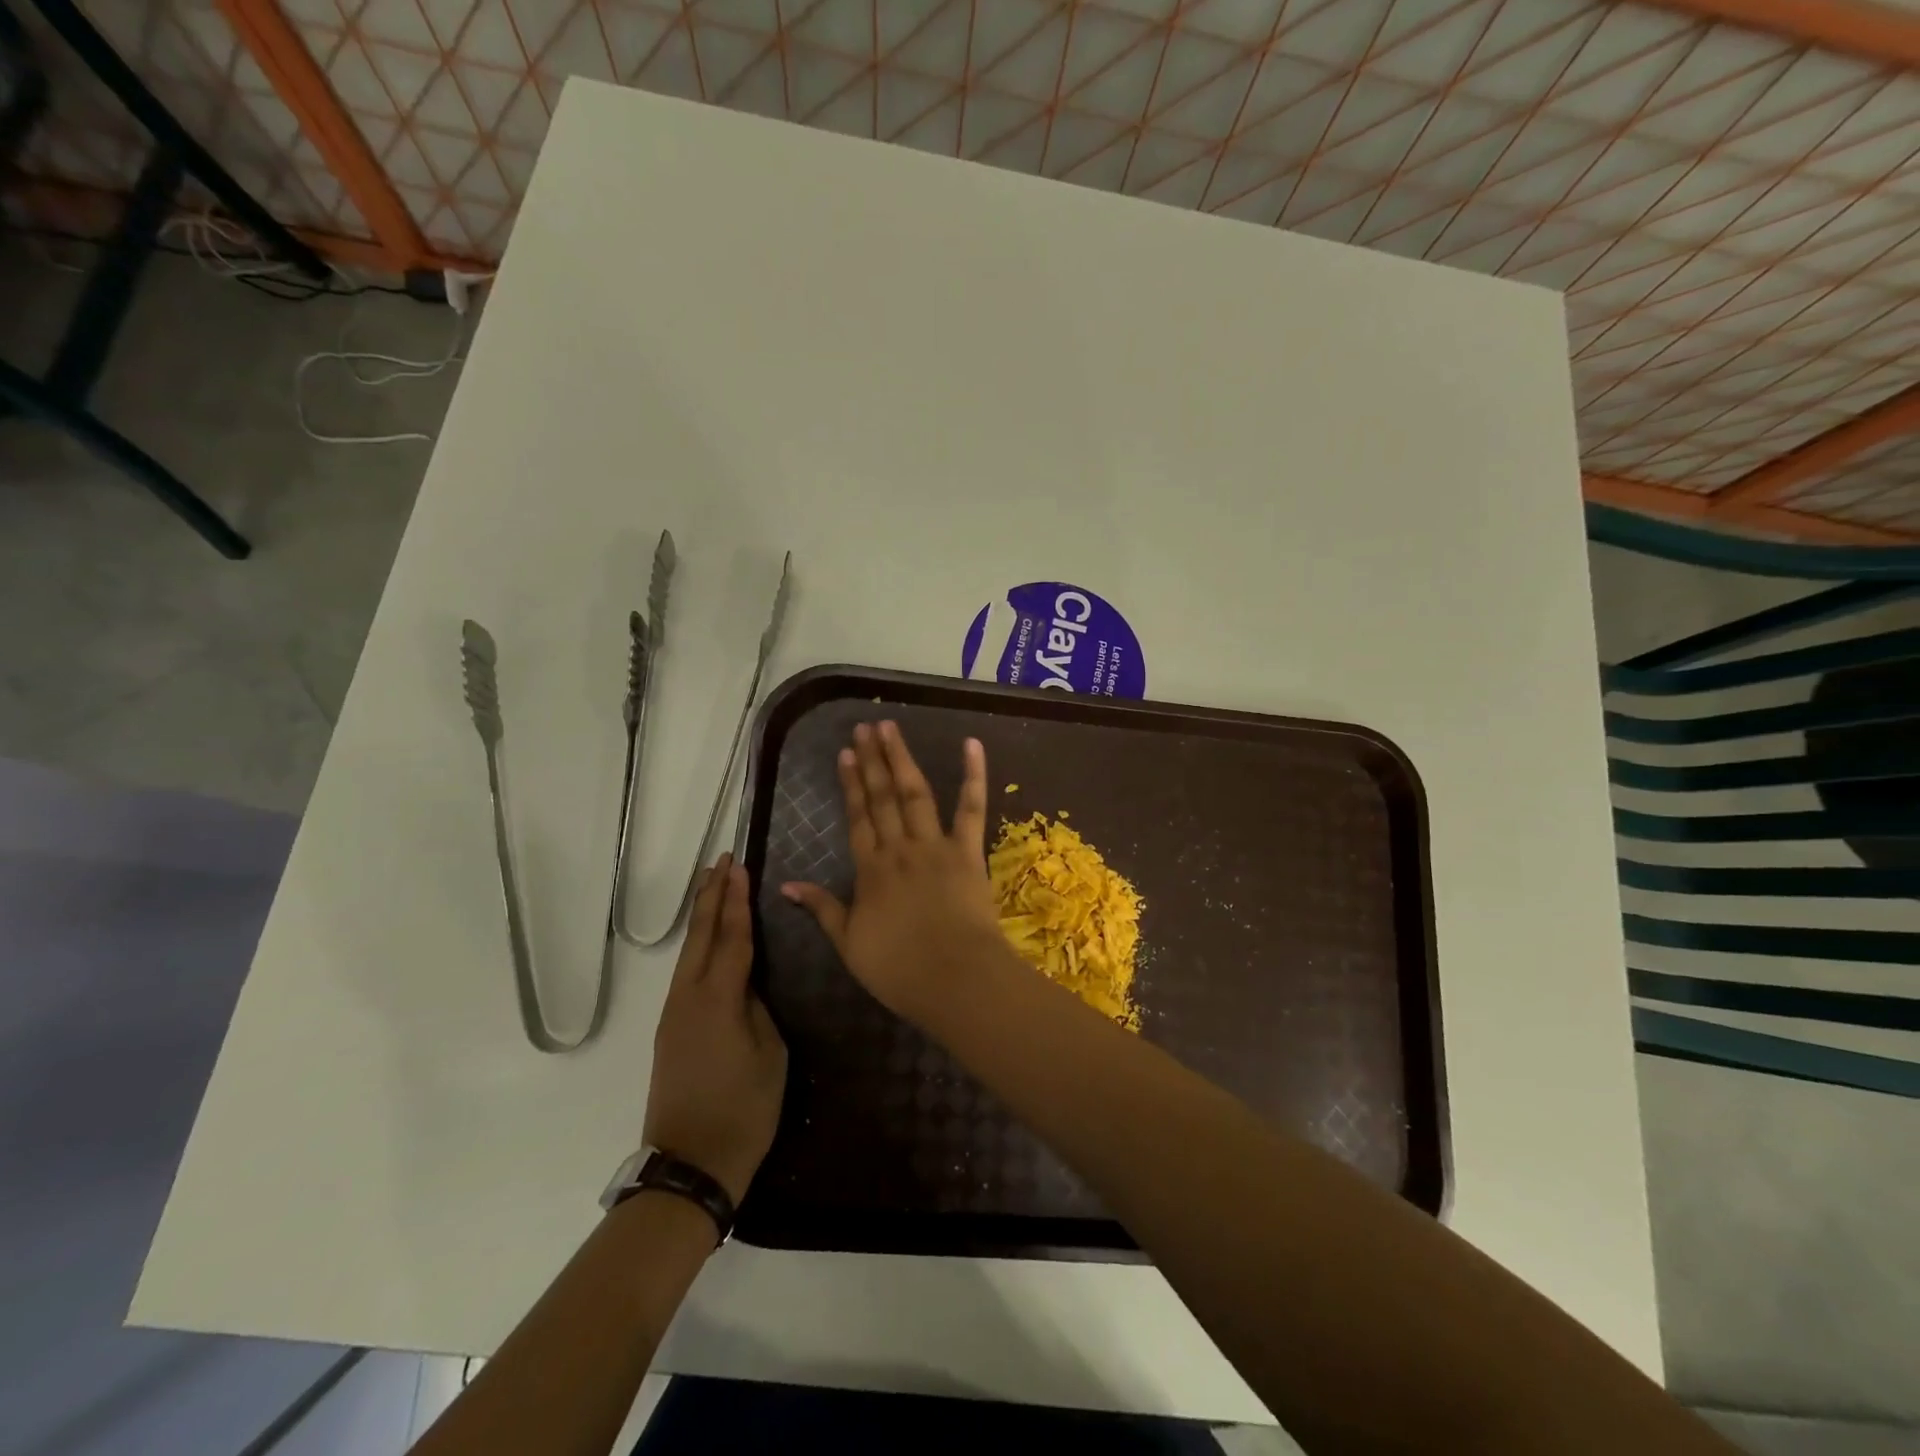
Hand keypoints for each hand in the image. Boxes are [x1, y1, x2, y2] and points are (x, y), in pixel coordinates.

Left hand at [643, 854, 787, 1204]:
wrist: (690, 1167)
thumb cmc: (743, 1111)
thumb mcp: (770, 1055)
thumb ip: (759, 1010)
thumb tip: (747, 987)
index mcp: (718, 1000)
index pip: (731, 938)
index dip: (737, 901)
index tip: (740, 867)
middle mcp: (688, 998)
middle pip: (700, 936)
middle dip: (711, 896)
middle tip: (721, 861)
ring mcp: (673, 1015)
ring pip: (688, 952)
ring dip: (701, 916)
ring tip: (711, 886)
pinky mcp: (669, 1031)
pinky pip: (685, 973)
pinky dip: (697, 944)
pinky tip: (706, 940)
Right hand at [781, 720, 1007, 1019]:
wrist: (955, 979)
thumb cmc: (900, 970)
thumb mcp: (849, 945)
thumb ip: (822, 909)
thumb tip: (786, 885)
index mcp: (871, 871)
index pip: (857, 818)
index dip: (851, 785)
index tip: (846, 754)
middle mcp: (900, 849)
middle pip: (882, 798)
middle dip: (873, 761)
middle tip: (865, 727)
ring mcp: (935, 846)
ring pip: (915, 794)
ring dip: (902, 759)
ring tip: (891, 728)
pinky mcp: (969, 852)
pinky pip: (971, 809)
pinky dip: (974, 775)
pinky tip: (971, 744)